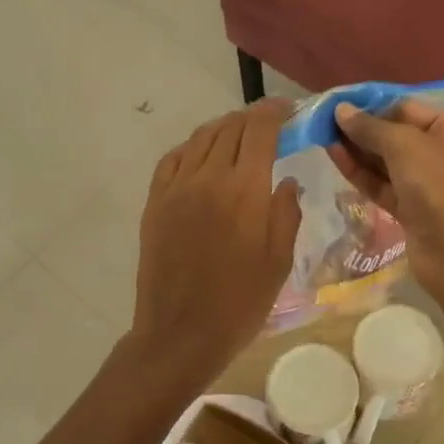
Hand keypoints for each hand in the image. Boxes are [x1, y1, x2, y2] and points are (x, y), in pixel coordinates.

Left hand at [127, 99, 300, 394]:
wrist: (181, 333)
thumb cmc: (239, 303)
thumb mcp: (278, 261)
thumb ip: (286, 213)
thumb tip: (287, 181)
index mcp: (245, 190)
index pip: (260, 131)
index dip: (275, 113)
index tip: (289, 110)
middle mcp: (208, 177)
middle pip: (230, 128)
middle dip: (252, 118)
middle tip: (269, 123)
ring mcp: (176, 188)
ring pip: (200, 138)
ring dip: (223, 128)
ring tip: (239, 134)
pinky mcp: (155, 202)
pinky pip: (172, 159)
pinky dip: (192, 147)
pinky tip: (202, 155)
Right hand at [329, 99, 443, 324]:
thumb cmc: (441, 186)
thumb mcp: (406, 146)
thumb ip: (370, 127)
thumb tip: (341, 110)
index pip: (408, 109)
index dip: (373, 105)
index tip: (339, 104)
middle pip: (397, 135)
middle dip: (362, 128)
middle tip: (324, 120)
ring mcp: (428, 185)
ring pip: (386, 162)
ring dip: (357, 150)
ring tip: (322, 136)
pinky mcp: (411, 211)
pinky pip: (382, 185)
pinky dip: (361, 173)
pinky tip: (335, 157)